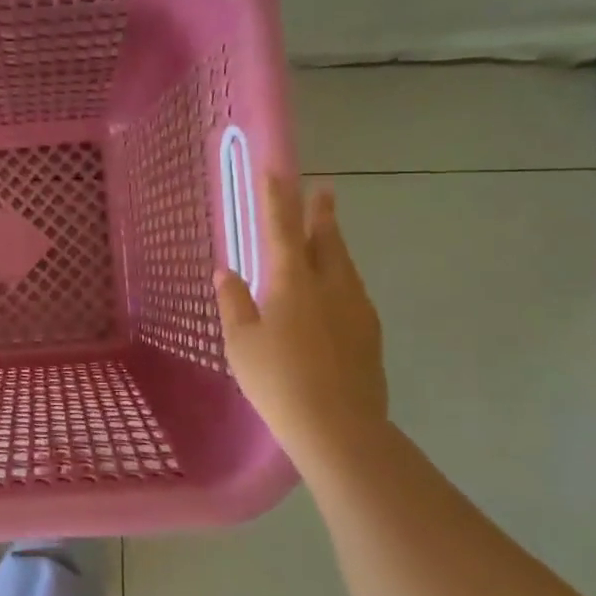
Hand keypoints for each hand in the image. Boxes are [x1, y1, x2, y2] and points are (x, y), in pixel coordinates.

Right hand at [216, 176, 387, 466]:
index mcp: (293, 282)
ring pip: (344, 264)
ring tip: (327, 234)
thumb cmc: (278, 380)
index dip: (277, 198)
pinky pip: (352, 290)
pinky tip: (334, 292)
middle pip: (326, 239)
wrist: (339, 426)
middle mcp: (330, 285)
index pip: (281, 228)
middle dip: (320, 212)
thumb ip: (234, 302)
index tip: (276, 169)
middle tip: (324, 189)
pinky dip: (340, 277)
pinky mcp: (369, 333)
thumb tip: (226, 272)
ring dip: (333, 243)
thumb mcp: (241, 342)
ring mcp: (356, 308)